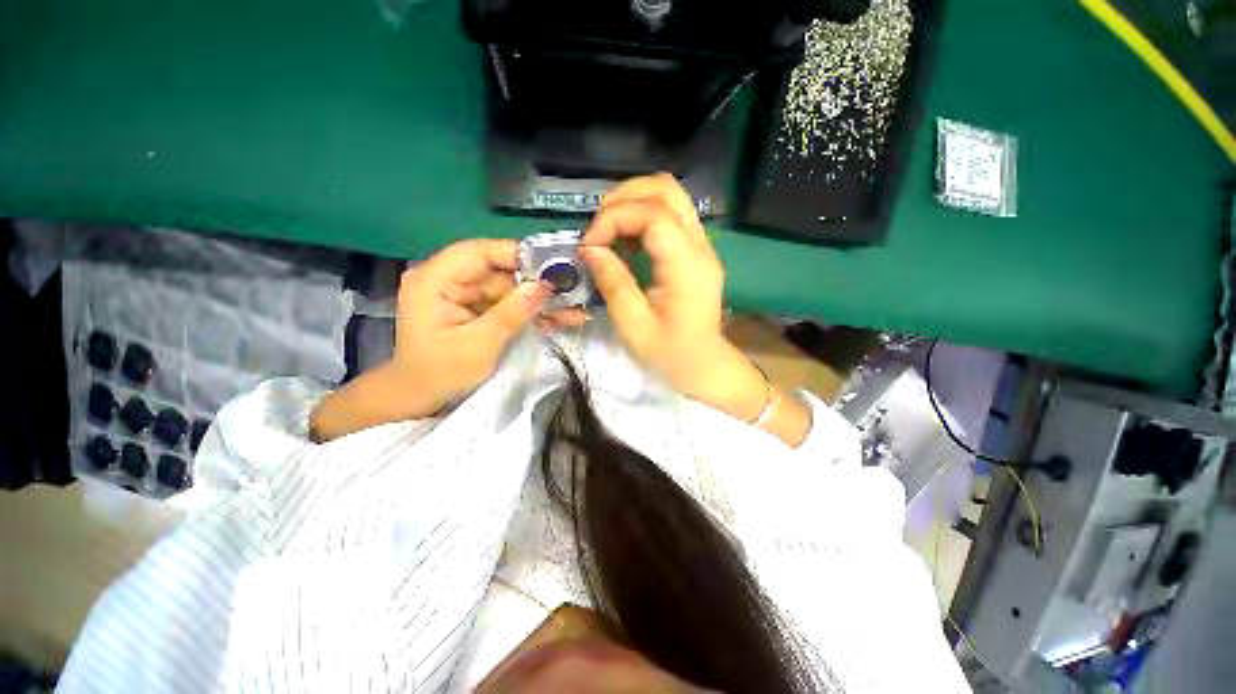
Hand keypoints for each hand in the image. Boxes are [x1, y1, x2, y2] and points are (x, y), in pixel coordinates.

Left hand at [310, 239, 585, 440]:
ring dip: (540, 302)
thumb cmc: (440, 375)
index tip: (553, 267)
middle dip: (537, 285)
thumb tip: (544, 286)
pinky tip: (557, 320)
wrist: (420, 400)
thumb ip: (512, 313)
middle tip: (573, 294)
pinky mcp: (475, 309)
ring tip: (573, 312)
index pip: (480, 252)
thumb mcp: (479, 345)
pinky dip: (530, 313)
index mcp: (435, 280)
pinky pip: (508, 304)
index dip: (518, 255)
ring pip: (509, 289)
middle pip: (500, 272)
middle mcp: (448, 279)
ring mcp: (463, 295)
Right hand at [580, 174, 767, 421]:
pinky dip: (641, 216)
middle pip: (665, 188)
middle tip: (597, 230)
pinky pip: (669, 215)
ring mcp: (701, 244)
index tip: (589, 245)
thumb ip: (612, 282)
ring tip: (607, 232)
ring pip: (669, 195)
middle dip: (623, 198)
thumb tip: (589, 248)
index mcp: (687, 265)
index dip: (614, 218)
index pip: (652, 214)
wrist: (704, 364)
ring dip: (632, 203)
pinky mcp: (695, 250)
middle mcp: (699, 245)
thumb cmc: (669, 353)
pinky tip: (624, 240)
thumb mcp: (633, 325)